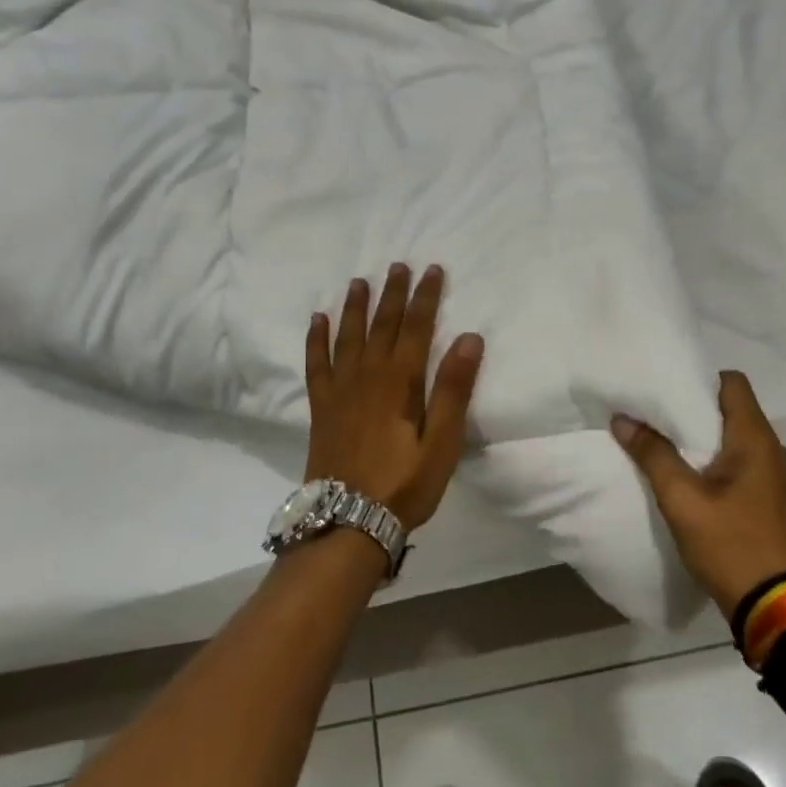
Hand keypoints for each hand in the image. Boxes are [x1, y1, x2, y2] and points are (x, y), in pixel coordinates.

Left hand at [305, 264, 484, 530]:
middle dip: (392, 294)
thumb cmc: (404, 485)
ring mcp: (339, 391)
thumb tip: (469, 338)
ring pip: (348, 337)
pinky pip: (316, 364)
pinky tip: (318, 321)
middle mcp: (367, 377)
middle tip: (398, 264)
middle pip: (382, 325)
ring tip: (359, 281)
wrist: (348, 522)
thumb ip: (453, 389)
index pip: (416, 328)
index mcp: (400, 382)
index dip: (425, 297)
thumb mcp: (442, 442)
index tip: (432, 270)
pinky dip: (317, 340)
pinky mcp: (321, 408)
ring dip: (355, 307)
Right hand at [611, 371, 785, 616]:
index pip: (732, 382)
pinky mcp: (768, 495)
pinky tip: (687, 472)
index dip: (699, 379)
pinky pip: (739, 460)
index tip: (665, 387)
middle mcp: (770, 447)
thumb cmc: (729, 544)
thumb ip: (653, 455)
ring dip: (701, 435)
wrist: (774, 604)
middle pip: (731, 407)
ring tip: (663, 439)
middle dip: (693, 406)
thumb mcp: (682, 500)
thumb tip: (623, 419)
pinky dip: (714, 457)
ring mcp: (772, 473)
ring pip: (734, 435)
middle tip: (653, 411)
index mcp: (754, 438)